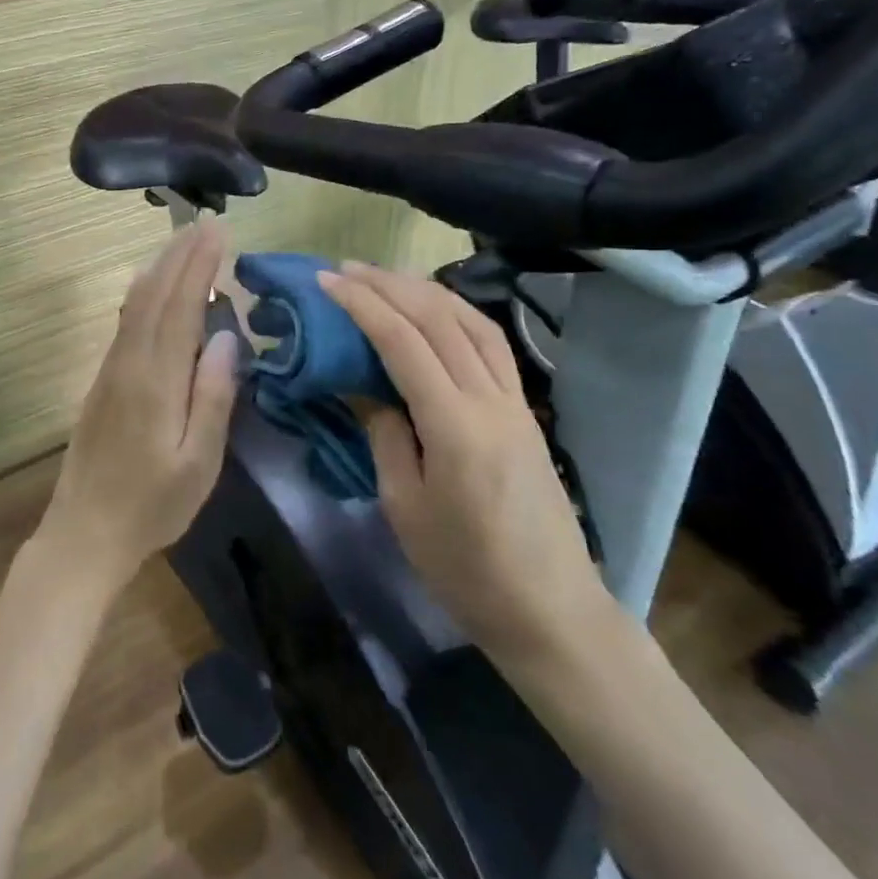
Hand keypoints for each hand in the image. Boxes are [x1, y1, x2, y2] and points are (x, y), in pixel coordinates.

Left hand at [38, 222, 240, 592]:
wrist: (84, 533)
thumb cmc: (152, 505)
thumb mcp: (197, 462)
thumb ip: (213, 397)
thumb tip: (228, 337)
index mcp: (156, 381)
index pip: (181, 308)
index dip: (199, 266)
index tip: (218, 231)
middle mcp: (129, 364)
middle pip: (154, 295)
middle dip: (180, 255)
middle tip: (206, 224)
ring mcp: (111, 371)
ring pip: (135, 304)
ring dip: (160, 268)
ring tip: (184, 243)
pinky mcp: (103, 382)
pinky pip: (126, 322)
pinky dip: (144, 293)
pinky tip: (152, 288)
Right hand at [319, 262, 614, 667]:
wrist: (550, 609)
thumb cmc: (466, 570)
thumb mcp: (404, 507)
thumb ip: (385, 436)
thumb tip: (369, 390)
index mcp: (454, 426)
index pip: (403, 342)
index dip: (362, 305)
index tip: (327, 282)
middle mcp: (490, 399)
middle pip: (438, 319)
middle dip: (389, 285)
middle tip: (346, 269)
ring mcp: (515, 401)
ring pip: (471, 321)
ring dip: (425, 290)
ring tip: (386, 278)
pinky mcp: (525, 410)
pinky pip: (491, 343)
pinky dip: (458, 313)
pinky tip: (436, 310)